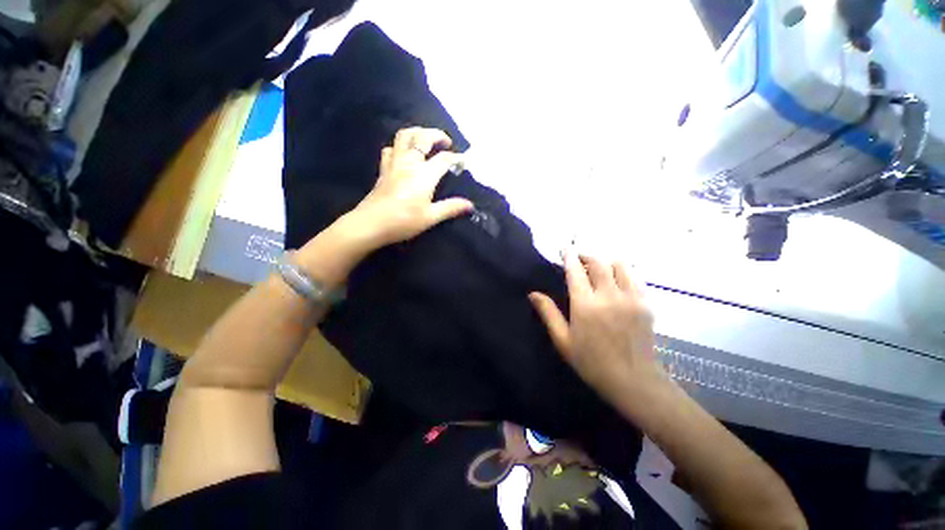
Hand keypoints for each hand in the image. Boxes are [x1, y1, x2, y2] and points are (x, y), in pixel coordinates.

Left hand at [295, 128, 471, 286]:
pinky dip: (400, 146)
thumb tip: (470, 205)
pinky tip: (404, 154)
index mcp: (424, 174)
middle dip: (437, 134)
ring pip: (404, 136)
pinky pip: (391, 149)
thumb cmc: (404, 221)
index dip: (457, 158)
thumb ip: (451, 208)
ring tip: (426, 140)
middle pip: (422, 137)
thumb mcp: (431, 217)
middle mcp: (409, 163)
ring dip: (417, 133)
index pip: (444, 159)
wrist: (371, 224)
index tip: (464, 162)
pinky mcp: (383, 169)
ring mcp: (394, 164)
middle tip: (446, 142)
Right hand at [529, 251, 664, 404]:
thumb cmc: (591, 361)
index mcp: (585, 305)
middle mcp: (609, 296)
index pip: (575, 271)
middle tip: (578, 258)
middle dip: (586, 255)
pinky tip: (616, 280)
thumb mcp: (563, 339)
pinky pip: (634, 277)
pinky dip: (622, 272)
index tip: (565, 249)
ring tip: (597, 268)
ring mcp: (631, 298)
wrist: (632, 380)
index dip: (569, 256)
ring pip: (619, 265)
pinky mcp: (645, 303)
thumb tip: (533, 294)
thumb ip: (548, 313)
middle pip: (598, 262)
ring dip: (605, 261)